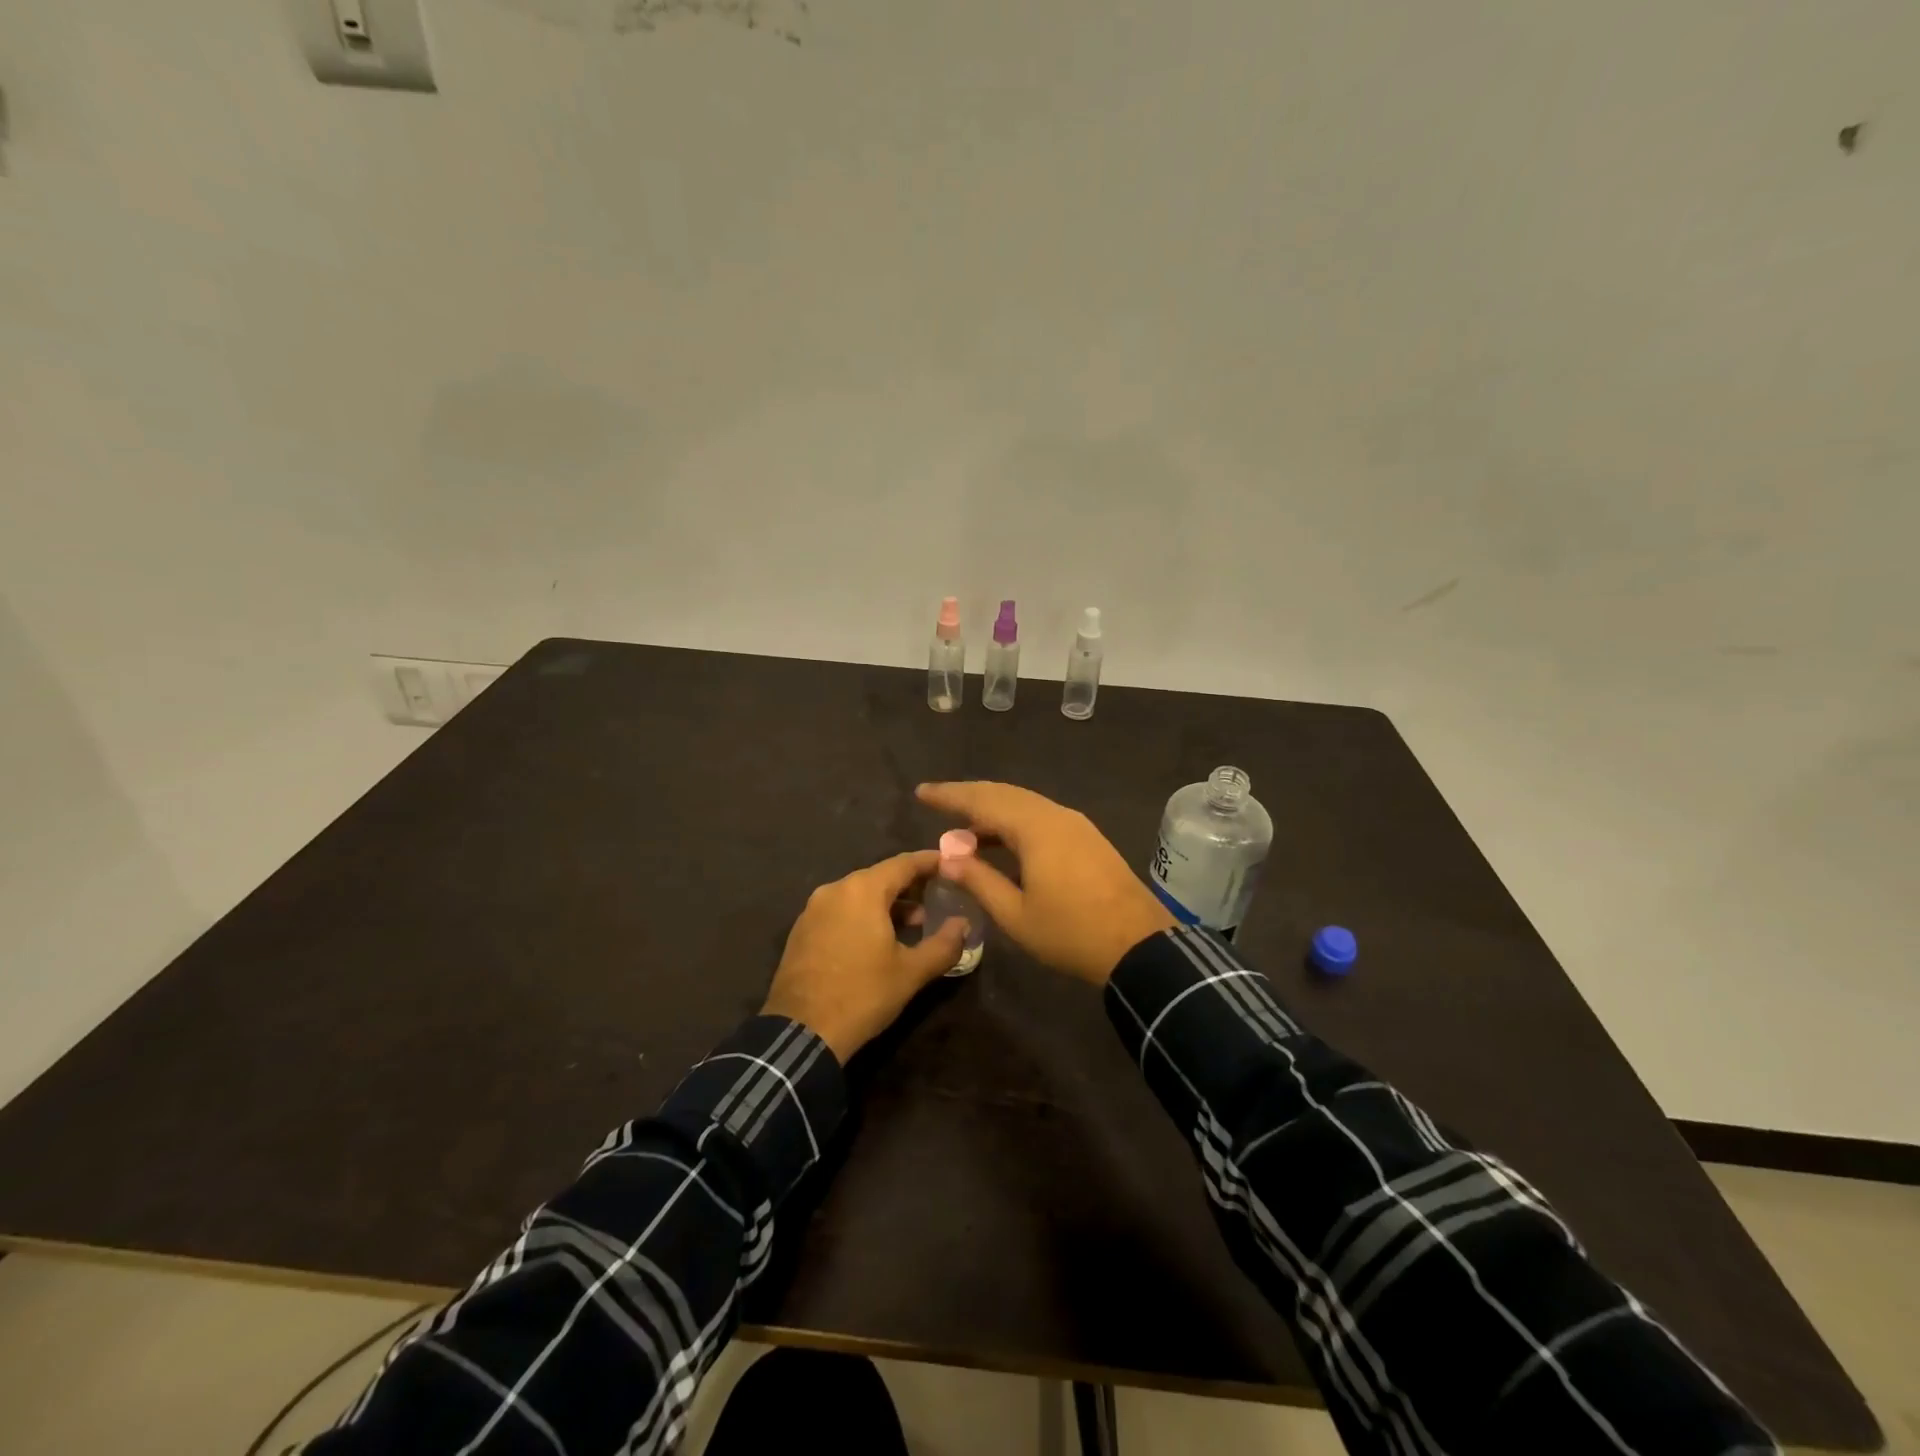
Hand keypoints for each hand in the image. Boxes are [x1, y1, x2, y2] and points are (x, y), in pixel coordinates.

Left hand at [761, 850, 967, 1062]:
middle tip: (939, 896)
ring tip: (915, 923)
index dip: (931, 862)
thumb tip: (963, 925)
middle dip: (911, 885)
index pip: (904, 863)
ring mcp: (813, 909)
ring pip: (859, 894)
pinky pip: (841, 910)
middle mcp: (835, 889)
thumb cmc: (862, 995)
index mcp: (862, 890)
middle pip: (880, 877)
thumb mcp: (911, 972)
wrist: (801, 1032)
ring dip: (888, 904)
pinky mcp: (802, 930)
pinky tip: (878, 939)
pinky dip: (864, 915)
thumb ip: (944, 944)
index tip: (952, 863)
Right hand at [915, 782, 1172, 984]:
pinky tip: (1001, 841)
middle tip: (937, 801)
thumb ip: (979, 880)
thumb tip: (946, 855)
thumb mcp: (1015, 914)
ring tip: (963, 828)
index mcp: (1035, 828)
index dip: (950, 795)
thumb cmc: (1071, 933)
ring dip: (992, 810)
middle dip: (969, 796)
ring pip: (1024, 804)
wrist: (1139, 946)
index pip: (982, 800)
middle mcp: (1055, 815)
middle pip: (1004, 794)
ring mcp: (1075, 824)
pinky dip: (1014, 821)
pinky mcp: (1087, 838)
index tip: (922, 792)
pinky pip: (1041, 817)